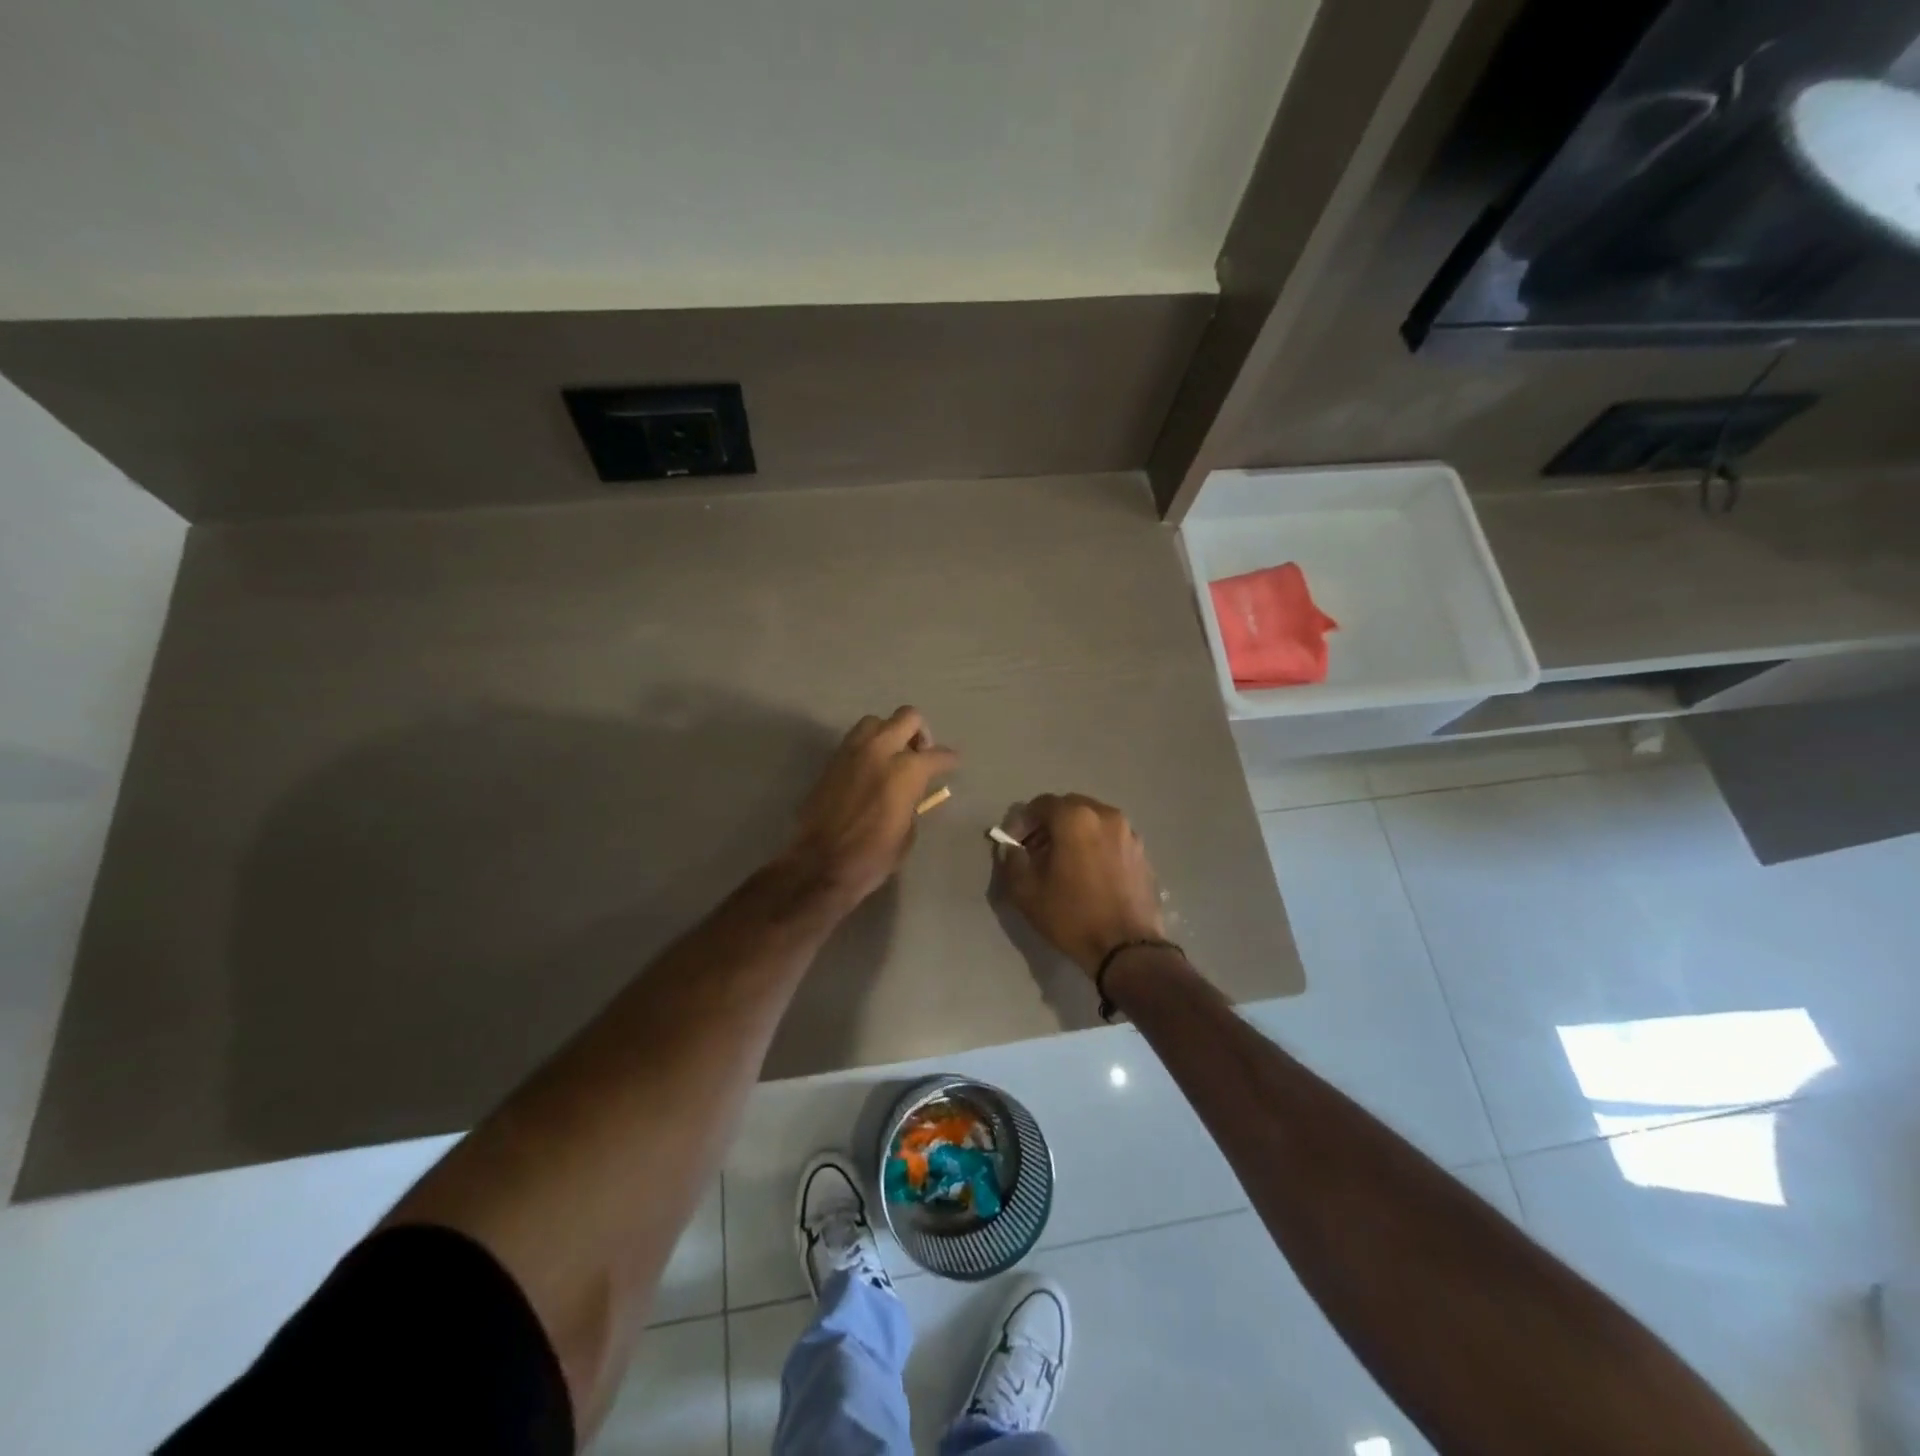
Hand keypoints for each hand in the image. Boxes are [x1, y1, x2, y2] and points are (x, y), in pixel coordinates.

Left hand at [784, 707, 958, 911]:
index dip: (949, 760)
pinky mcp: (832, 761)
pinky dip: (868, 746)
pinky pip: (855, 740)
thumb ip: (913, 802)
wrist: (820, 864)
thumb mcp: (907, 833)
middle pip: (908, 717)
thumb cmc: (873, 856)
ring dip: (889, 732)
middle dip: (919, 732)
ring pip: (876, 722)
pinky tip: (871, 769)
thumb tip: (911, 793)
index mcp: (906, 770)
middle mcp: (880, 750)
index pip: (937, 755)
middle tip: (920, 754)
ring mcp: (852, 752)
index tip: (952, 763)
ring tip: (892, 757)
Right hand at [997, 794, 1166, 975]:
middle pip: (1068, 808)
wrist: (1127, 948)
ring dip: (1072, 834)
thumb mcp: (1026, 892)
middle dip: (1048, 825)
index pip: (1040, 805)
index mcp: (1075, 818)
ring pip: (1091, 821)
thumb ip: (1012, 861)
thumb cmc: (1072, 916)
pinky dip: (1094, 845)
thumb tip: (1010, 848)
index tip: (1014, 845)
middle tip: (1035, 852)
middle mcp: (1105, 815)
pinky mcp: (1142, 852)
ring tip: (1062, 863)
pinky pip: (1110, 838)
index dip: (1022, 822)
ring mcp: (1128, 832)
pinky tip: (1087, 873)